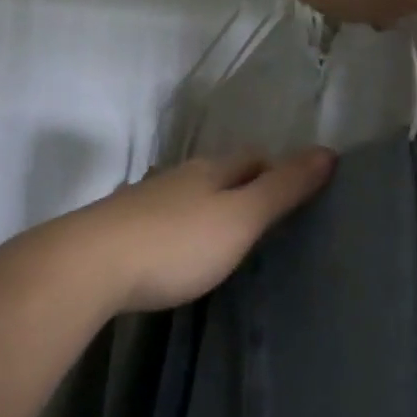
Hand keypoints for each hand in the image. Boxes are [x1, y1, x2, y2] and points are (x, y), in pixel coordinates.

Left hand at [38, 150, 336, 314]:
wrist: (90, 265)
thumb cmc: (176, 242)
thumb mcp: (240, 218)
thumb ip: (282, 189)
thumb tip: (327, 151)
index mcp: (209, 170)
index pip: (252, 157)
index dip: (275, 169)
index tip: (293, 193)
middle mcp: (176, 176)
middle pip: (217, 172)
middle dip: (241, 186)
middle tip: (263, 218)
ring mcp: (143, 200)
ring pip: (186, 194)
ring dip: (207, 207)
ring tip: (223, 236)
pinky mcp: (119, 227)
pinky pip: (160, 219)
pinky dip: (178, 227)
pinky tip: (176, 250)